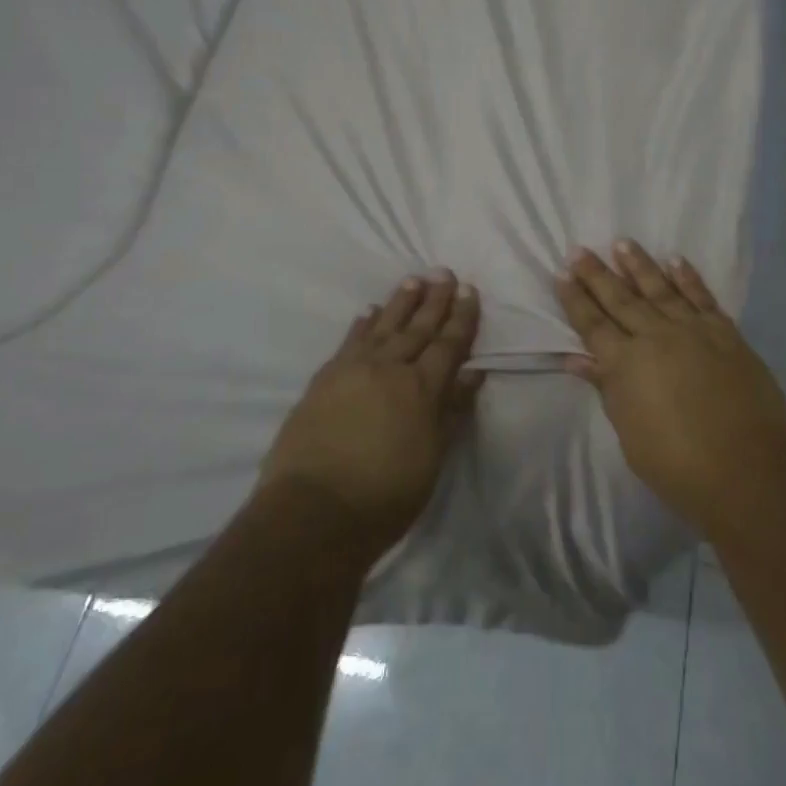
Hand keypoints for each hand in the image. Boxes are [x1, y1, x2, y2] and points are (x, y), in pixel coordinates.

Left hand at [259, 271, 482, 560]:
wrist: (312, 512)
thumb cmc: (384, 495)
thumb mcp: (432, 458)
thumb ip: (452, 411)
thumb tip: (473, 372)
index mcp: (422, 388)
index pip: (448, 344)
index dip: (461, 317)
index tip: (468, 290)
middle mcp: (390, 369)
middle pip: (418, 328)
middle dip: (434, 300)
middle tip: (444, 272)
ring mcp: (353, 370)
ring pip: (383, 327)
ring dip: (400, 303)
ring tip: (412, 281)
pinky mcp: (324, 380)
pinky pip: (349, 342)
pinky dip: (362, 325)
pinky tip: (368, 312)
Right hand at [555, 241, 785, 538]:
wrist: (750, 470)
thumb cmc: (680, 466)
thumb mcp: (631, 434)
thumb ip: (608, 390)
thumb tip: (578, 359)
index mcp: (626, 365)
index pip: (592, 325)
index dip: (575, 300)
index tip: (561, 274)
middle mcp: (656, 337)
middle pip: (621, 299)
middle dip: (597, 274)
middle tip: (579, 250)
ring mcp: (693, 330)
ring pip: (659, 289)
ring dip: (639, 265)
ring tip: (622, 243)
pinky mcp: (725, 333)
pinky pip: (702, 297)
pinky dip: (687, 278)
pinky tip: (675, 261)